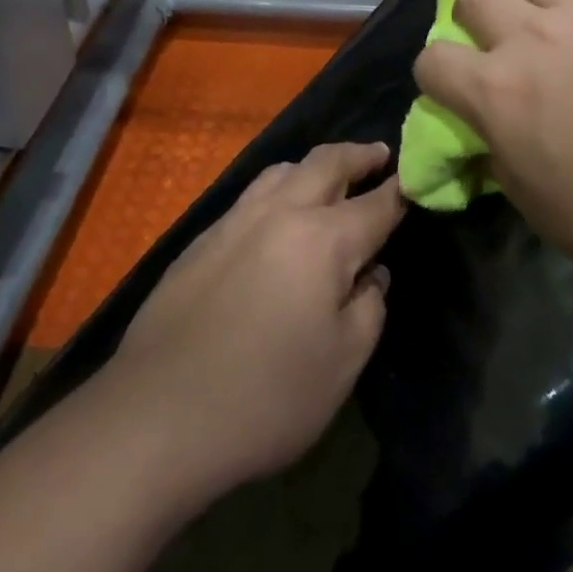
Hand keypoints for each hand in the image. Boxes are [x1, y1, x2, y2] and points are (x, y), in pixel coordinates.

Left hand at [103, 143, 401, 500]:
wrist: (156, 416)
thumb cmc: (265, 397)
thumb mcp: (342, 364)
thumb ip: (368, 307)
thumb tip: (370, 274)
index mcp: (324, 239)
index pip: (376, 203)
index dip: (401, 190)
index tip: (416, 179)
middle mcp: (281, 213)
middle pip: (327, 163)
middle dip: (359, 155)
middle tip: (379, 155)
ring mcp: (235, 221)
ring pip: (283, 170)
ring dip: (314, 166)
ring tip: (329, 178)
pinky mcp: (202, 239)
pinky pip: (252, 195)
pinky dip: (279, 188)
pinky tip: (278, 216)